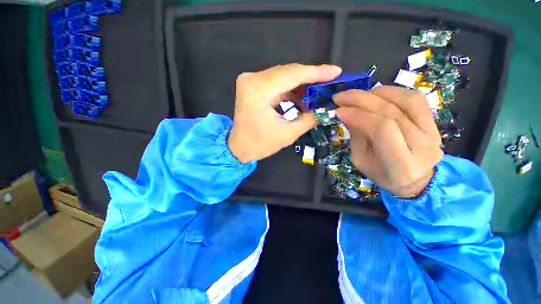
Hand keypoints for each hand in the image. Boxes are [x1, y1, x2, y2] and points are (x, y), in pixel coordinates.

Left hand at [228, 63, 341, 162]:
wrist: (239, 147)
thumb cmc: (260, 144)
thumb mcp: (288, 134)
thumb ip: (309, 118)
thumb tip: (327, 107)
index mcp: (259, 91)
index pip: (292, 75)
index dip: (316, 72)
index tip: (336, 71)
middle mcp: (252, 79)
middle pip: (288, 72)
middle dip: (311, 78)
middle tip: (330, 82)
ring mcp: (251, 80)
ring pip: (283, 76)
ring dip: (301, 84)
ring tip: (318, 93)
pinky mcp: (253, 85)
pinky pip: (277, 82)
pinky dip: (291, 89)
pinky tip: (302, 97)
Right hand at [334, 86, 443, 197]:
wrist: (416, 180)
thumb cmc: (383, 174)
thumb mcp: (361, 160)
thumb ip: (356, 135)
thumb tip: (345, 111)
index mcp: (401, 164)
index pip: (381, 129)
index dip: (358, 115)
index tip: (338, 111)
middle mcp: (423, 146)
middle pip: (392, 112)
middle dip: (361, 100)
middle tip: (340, 97)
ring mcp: (433, 132)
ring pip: (406, 100)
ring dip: (376, 93)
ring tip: (356, 96)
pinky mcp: (434, 123)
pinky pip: (415, 99)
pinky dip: (392, 92)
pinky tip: (375, 94)